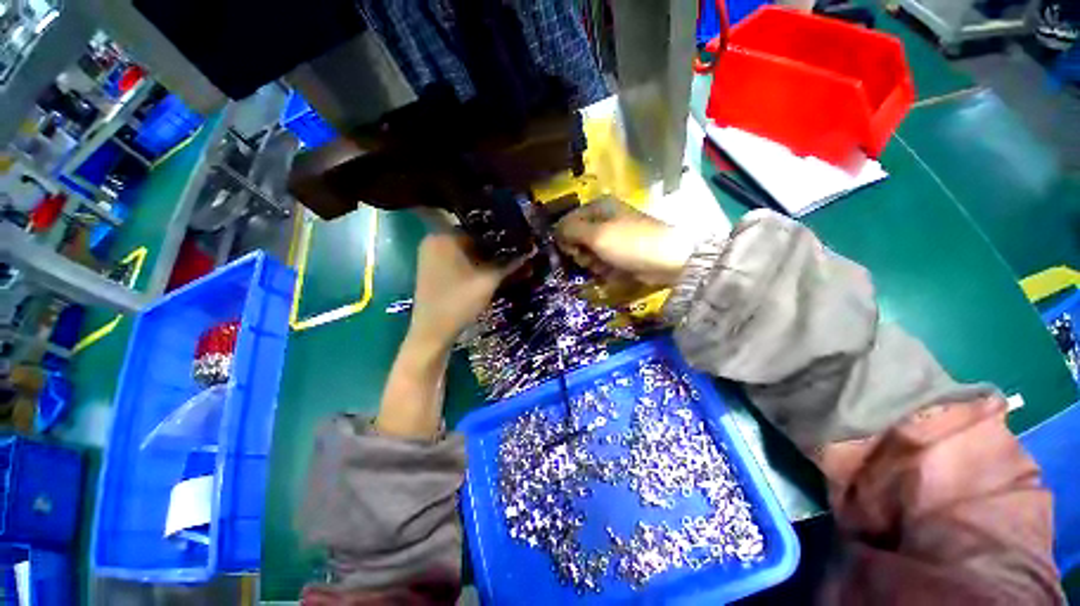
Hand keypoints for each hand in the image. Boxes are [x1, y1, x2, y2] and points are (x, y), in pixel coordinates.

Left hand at [408, 232, 525, 349]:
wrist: (433, 333)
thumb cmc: (459, 302)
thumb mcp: (489, 281)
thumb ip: (510, 263)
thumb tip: (532, 249)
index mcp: (444, 237)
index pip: (480, 227)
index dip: (502, 235)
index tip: (521, 240)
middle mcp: (435, 241)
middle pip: (474, 239)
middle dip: (497, 248)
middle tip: (519, 252)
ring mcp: (433, 256)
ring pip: (468, 252)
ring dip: (489, 258)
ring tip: (512, 262)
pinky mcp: (435, 270)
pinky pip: (460, 261)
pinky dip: (477, 266)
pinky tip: (494, 271)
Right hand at [555, 197, 694, 287]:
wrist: (666, 260)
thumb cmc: (629, 243)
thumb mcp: (597, 235)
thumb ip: (571, 231)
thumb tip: (554, 231)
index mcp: (598, 208)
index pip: (567, 221)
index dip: (565, 237)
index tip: (570, 251)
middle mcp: (603, 220)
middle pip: (577, 238)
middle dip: (580, 252)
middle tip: (589, 258)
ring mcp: (612, 237)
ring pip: (588, 252)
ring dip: (592, 263)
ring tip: (604, 266)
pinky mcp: (619, 253)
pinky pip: (601, 261)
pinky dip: (603, 268)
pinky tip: (611, 271)